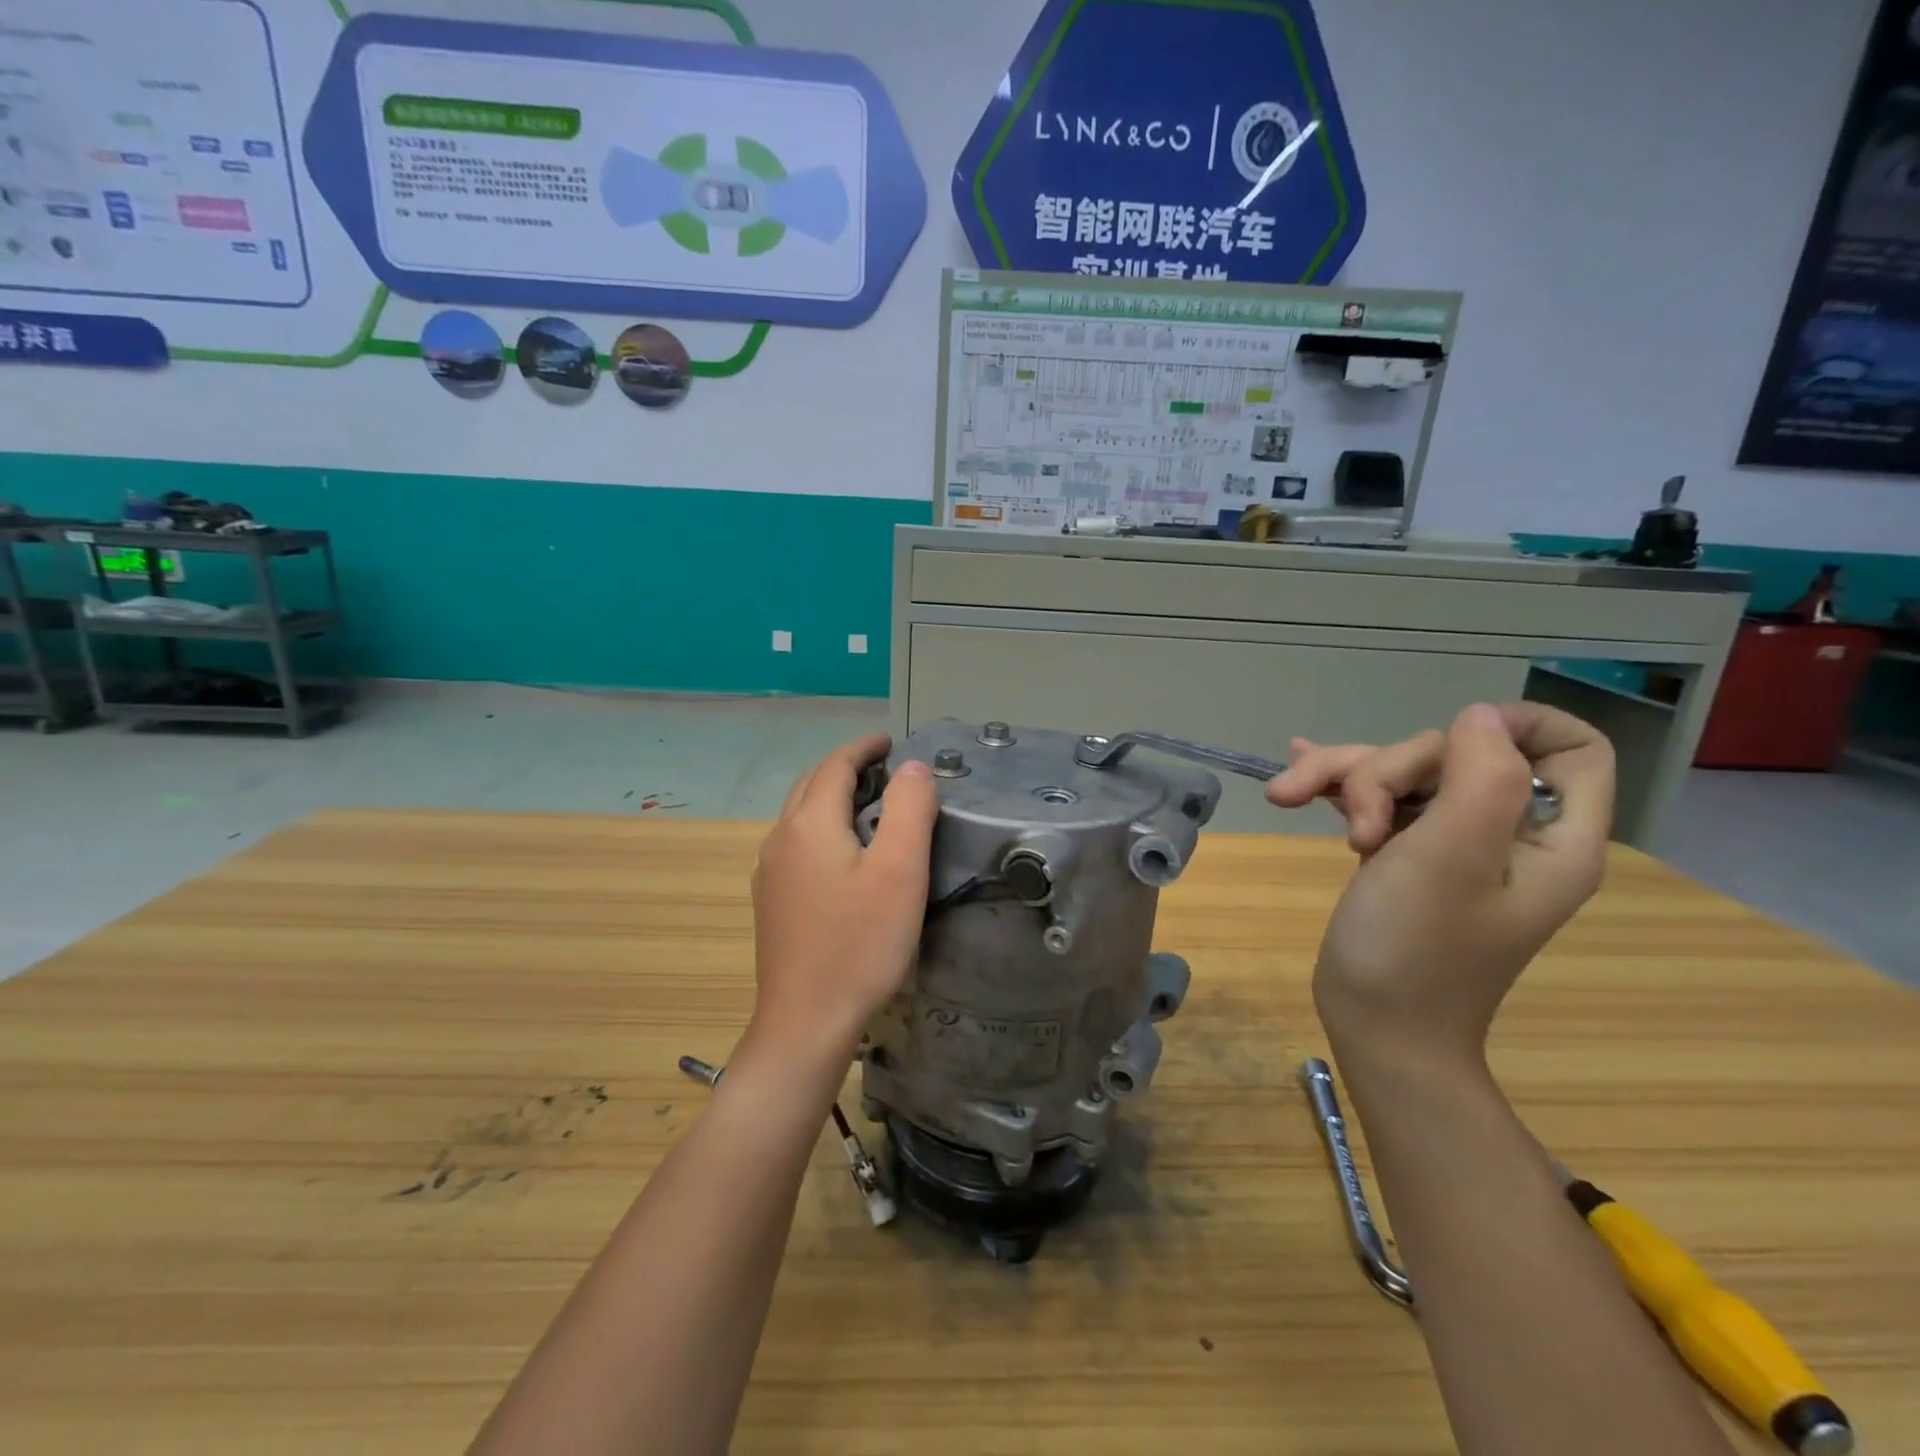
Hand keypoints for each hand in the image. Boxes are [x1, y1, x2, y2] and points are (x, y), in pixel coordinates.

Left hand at [746, 734, 938, 1068]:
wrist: (805, 1022)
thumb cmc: (860, 945)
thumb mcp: (899, 872)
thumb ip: (908, 809)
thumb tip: (911, 767)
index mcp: (810, 824)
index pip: (836, 765)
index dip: (864, 747)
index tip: (890, 740)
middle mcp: (781, 839)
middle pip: (811, 785)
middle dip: (845, 767)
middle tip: (882, 767)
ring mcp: (770, 872)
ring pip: (799, 814)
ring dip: (830, 796)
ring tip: (866, 803)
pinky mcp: (771, 902)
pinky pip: (795, 844)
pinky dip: (820, 827)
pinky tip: (840, 853)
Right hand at [1265, 703, 1614, 1063]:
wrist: (1376, 1028)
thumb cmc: (1416, 950)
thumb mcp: (1450, 857)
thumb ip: (1480, 777)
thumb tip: (1479, 716)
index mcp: (1548, 836)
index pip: (1570, 748)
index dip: (1514, 725)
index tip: (1447, 740)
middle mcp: (1505, 832)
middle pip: (1456, 755)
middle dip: (1390, 771)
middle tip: (1356, 824)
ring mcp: (1451, 844)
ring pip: (1403, 775)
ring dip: (1345, 778)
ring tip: (1288, 799)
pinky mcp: (1404, 855)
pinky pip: (1376, 800)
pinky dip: (1335, 787)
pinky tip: (1294, 781)